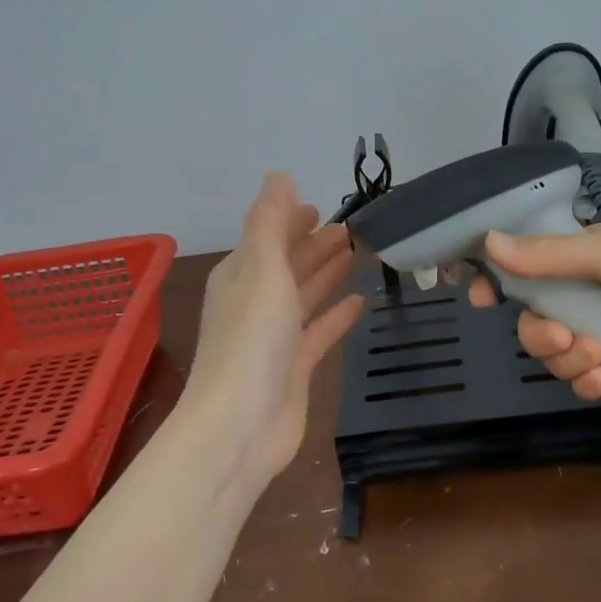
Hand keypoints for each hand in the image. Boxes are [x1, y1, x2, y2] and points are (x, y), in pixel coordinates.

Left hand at [184, 173, 362, 493]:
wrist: (240, 426)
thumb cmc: (251, 340)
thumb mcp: (261, 269)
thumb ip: (271, 221)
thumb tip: (280, 175)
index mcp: (240, 275)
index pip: (268, 237)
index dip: (292, 219)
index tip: (323, 206)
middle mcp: (254, 302)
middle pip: (289, 264)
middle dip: (316, 245)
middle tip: (354, 229)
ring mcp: (274, 338)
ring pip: (305, 295)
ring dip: (328, 273)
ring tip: (360, 253)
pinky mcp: (294, 368)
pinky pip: (318, 332)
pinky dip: (336, 315)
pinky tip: (360, 301)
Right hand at [466, 221, 600, 397]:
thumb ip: (550, 254)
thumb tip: (489, 242)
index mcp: (589, 256)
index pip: (529, 264)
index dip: (500, 280)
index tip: (477, 298)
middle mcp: (594, 292)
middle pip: (537, 317)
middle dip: (540, 334)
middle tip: (561, 339)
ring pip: (558, 352)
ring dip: (567, 360)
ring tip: (597, 360)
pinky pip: (585, 378)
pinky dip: (588, 380)